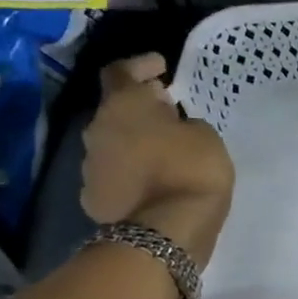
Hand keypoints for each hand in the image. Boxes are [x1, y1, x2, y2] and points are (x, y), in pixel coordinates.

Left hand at [80, 54, 234, 263]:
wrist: (163, 233)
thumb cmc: (191, 172)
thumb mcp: (206, 137)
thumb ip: (185, 123)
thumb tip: (170, 126)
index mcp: (124, 105)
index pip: (121, 71)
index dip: (140, 65)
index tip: (161, 66)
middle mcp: (98, 129)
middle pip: (115, 109)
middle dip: (140, 107)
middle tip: (168, 111)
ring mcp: (90, 166)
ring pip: (113, 142)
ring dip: (135, 141)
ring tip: (164, 150)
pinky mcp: (93, 197)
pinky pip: (114, 174)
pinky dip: (132, 172)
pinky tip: (153, 180)